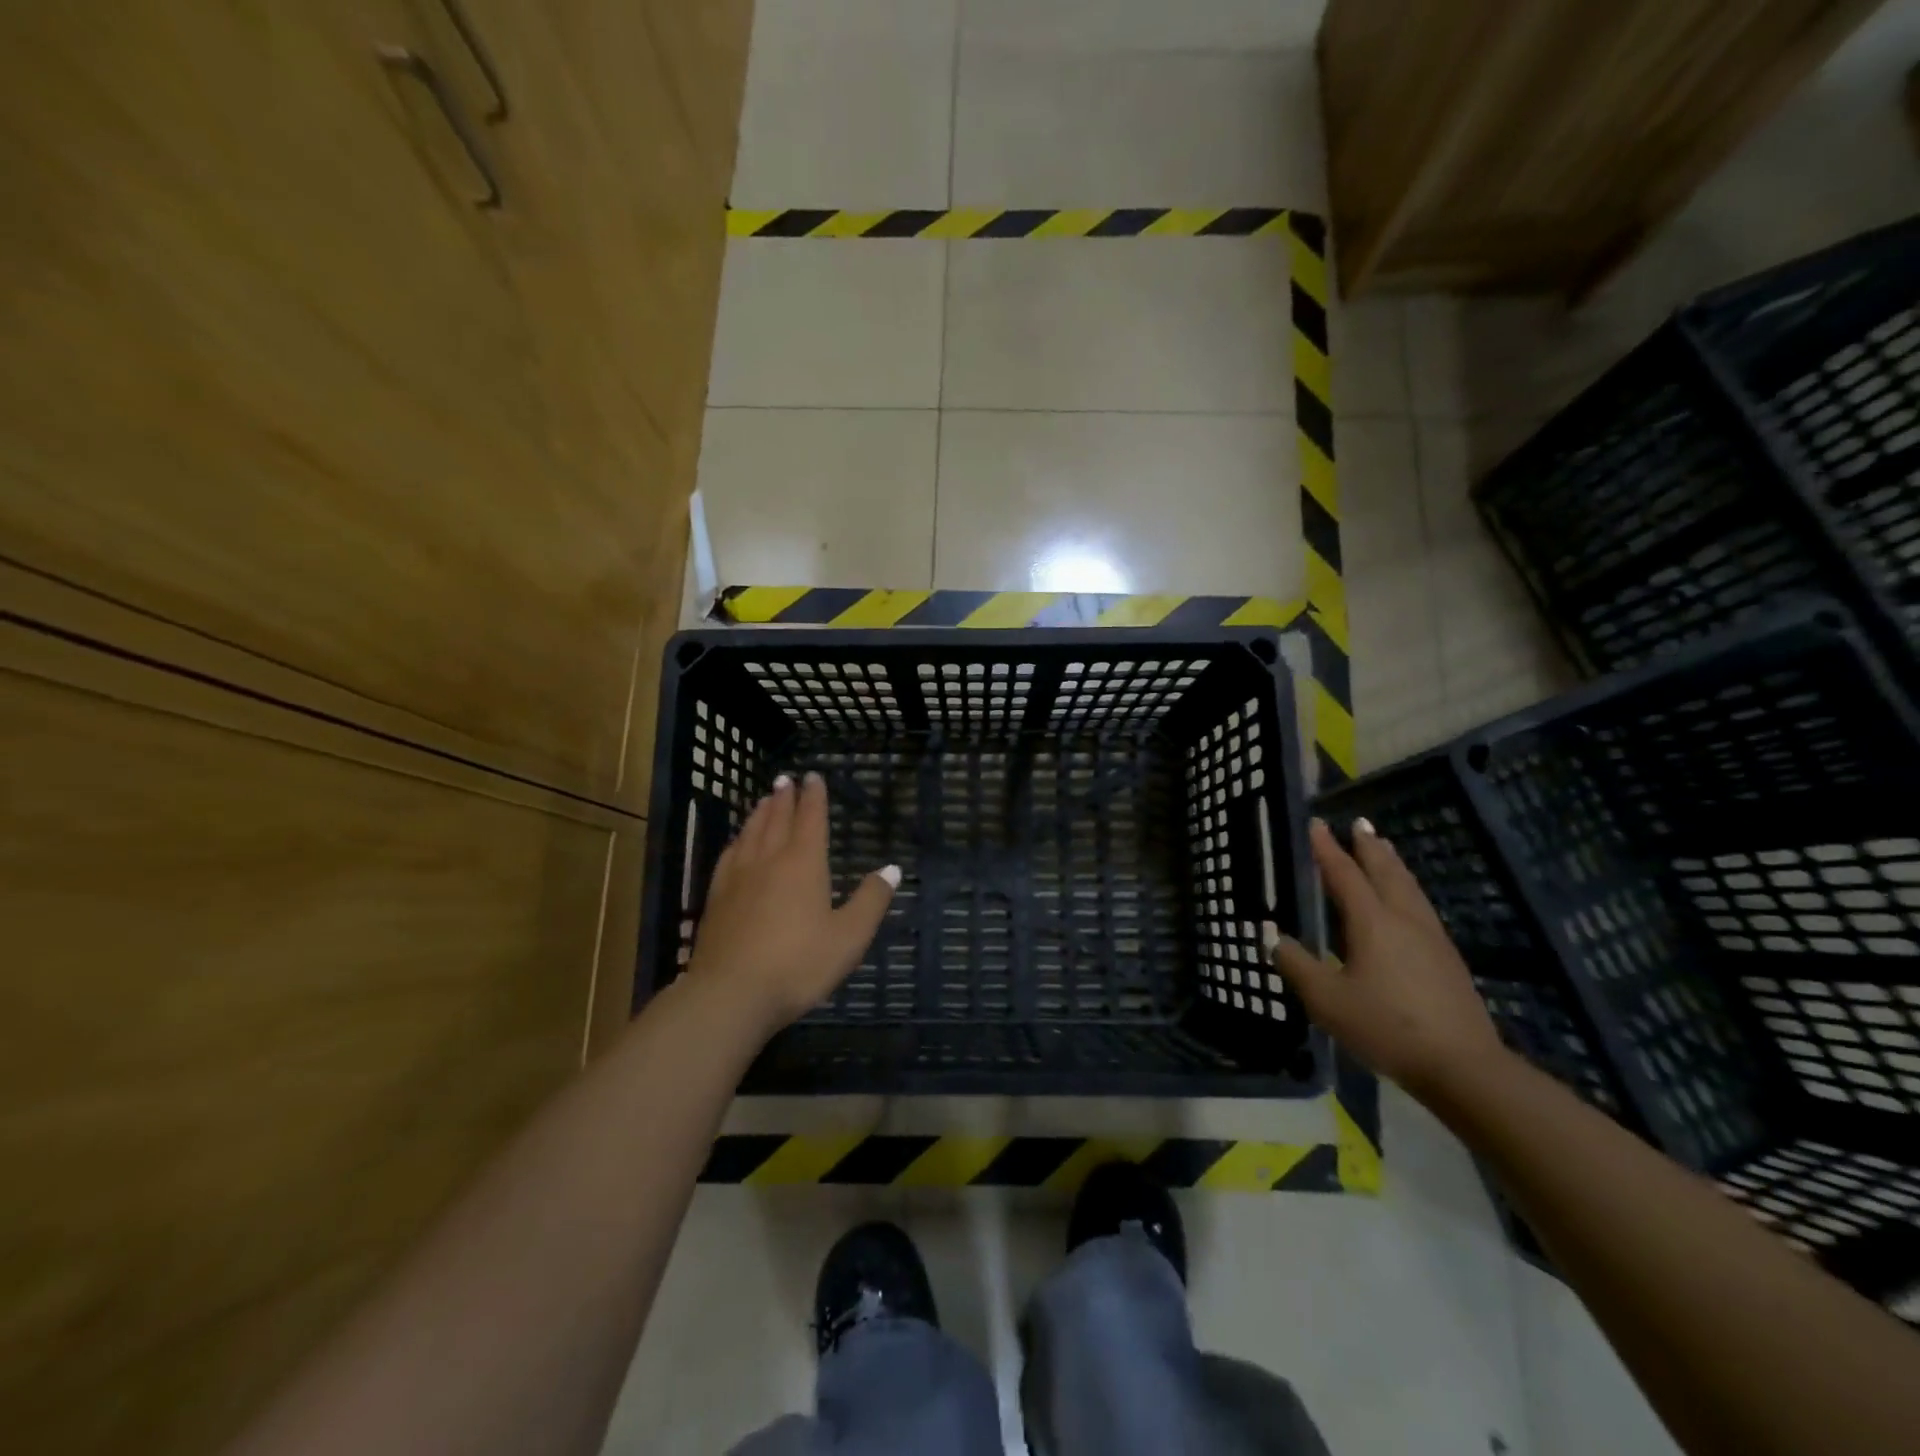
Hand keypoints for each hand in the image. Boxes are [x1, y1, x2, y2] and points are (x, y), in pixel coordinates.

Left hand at [685, 771, 897, 1034]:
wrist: (731, 995)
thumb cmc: (798, 964)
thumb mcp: (849, 937)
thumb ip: (871, 900)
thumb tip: (892, 869)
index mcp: (803, 864)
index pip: (810, 819)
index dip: (814, 797)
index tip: (813, 777)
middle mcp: (769, 861)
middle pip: (777, 820)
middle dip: (784, 798)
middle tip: (785, 780)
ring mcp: (737, 878)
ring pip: (750, 834)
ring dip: (759, 814)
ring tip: (763, 801)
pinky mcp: (716, 898)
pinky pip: (728, 856)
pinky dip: (737, 840)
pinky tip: (736, 844)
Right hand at [1266, 818, 1506, 1098]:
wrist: (1463, 1067)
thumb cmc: (1386, 1027)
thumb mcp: (1327, 1001)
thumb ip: (1296, 965)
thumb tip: (1271, 937)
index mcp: (1372, 923)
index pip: (1345, 875)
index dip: (1328, 849)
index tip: (1316, 824)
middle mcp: (1404, 920)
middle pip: (1386, 872)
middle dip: (1369, 847)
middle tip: (1359, 823)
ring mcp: (1431, 938)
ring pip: (1410, 887)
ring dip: (1393, 863)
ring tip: (1384, 848)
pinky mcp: (1448, 959)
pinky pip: (1421, 906)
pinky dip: (1407, 887)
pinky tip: (1407, 901)